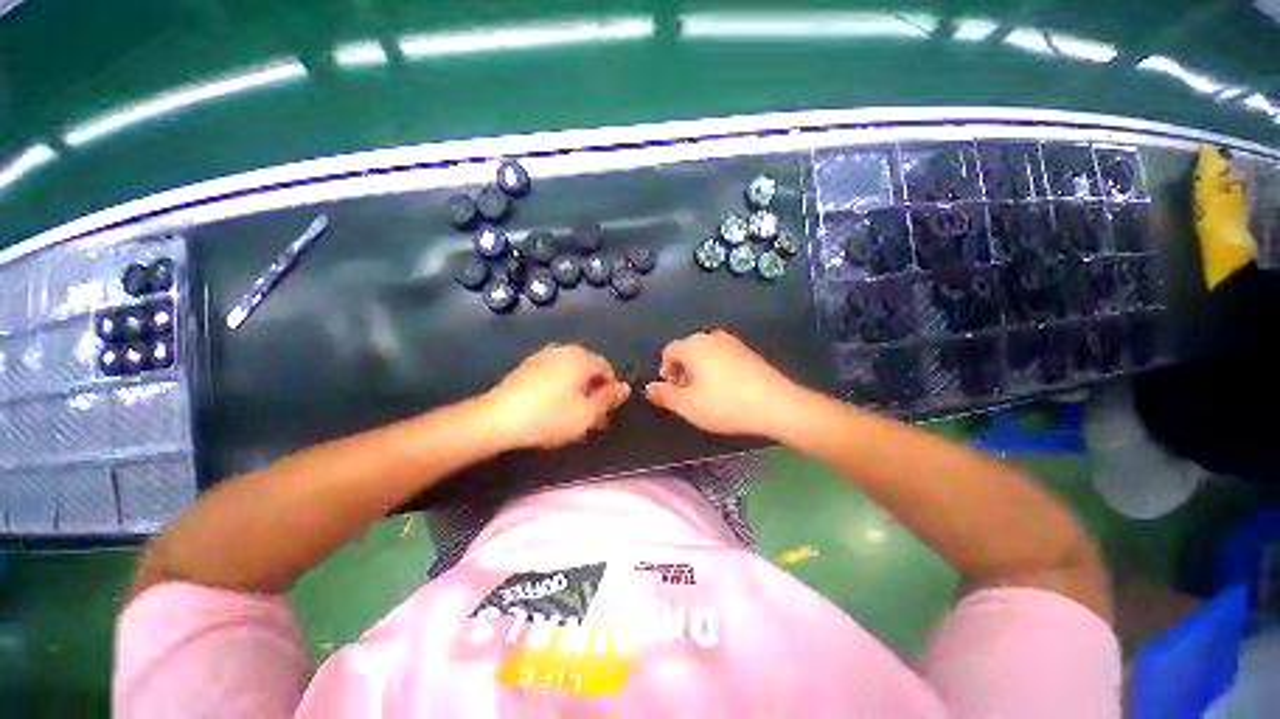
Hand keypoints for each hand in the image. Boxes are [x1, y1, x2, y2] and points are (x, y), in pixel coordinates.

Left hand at [481, 344, 630, 449]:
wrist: (497, 419)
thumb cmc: (548, 417)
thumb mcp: (586, 414)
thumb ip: (608, 399)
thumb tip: (626, 387)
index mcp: (581, 358)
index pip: (606, 368)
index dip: (610, 389)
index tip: (605, 411)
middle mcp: (564, 351)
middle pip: (589, 367)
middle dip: (594, 390)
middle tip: (590, 415)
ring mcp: (543, 356)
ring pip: (571, 371)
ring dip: (577, 389)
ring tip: (572, 412)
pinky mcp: (528, 366)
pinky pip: (554, 373)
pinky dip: (560, 386)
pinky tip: (553, 405)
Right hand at [644, 330, 802, 437]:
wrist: (776, 405)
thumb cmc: (725, 404)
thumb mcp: (688, 405)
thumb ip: (664, 395)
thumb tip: (648, 387)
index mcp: (694, 346)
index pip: (669, 351)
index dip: (665, 370)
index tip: (672, 389)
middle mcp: (712, 337)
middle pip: (687, 349)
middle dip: (682, 369)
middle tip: (687, 393)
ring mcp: (733, 342)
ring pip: (706, 352)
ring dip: (700, 369)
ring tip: (706, 392)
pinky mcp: (748, 351)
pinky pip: (723, 355)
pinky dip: (717, 368)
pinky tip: (726, 388)